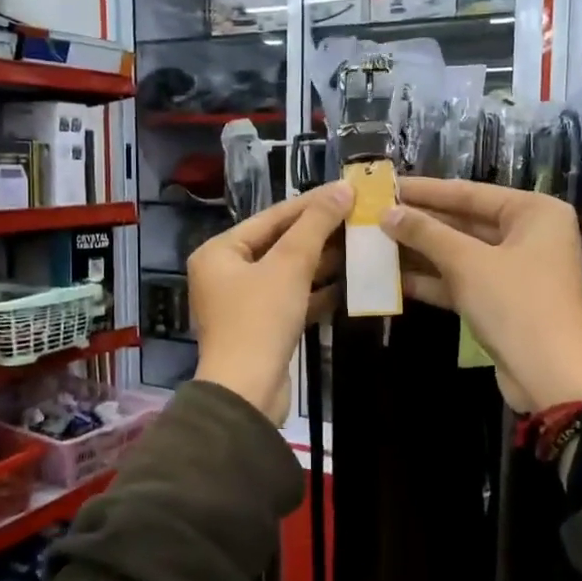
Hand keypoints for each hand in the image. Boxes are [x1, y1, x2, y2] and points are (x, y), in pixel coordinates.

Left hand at [189, 183, 352, 422]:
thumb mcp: (289, 265)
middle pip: (280, 244)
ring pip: (289, 273)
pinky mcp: (263, 328)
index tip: (347, 189)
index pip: (272, 217)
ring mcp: (244, 303)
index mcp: (219, 251)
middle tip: (359, 217)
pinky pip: (293, 299)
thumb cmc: (260, 319)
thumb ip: (316, 225)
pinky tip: (351, 282)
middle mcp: (226, 273)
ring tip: (361, 245)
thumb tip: (342, 188)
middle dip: (320, 233)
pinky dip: (318, 291)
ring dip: (323, 262)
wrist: (247, 392)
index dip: (312, 203)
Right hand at [382, 177, 581, 412]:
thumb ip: (426, 234)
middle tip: (375, 215)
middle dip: (420, 223)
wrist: (552, 376)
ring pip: (461, 254)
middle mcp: (530, 236)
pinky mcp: (503, 302)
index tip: (387, 186)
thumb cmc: (516, 304)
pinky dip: (433, 280)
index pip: (470, 193)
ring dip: (421, 252)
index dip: (425, 191)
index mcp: (535, 213)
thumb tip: (387, 213)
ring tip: (375, 244)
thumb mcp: (467, 263)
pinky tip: (393, 279)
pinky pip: (464, 281)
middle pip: (465, 222)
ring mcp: (517, 271)